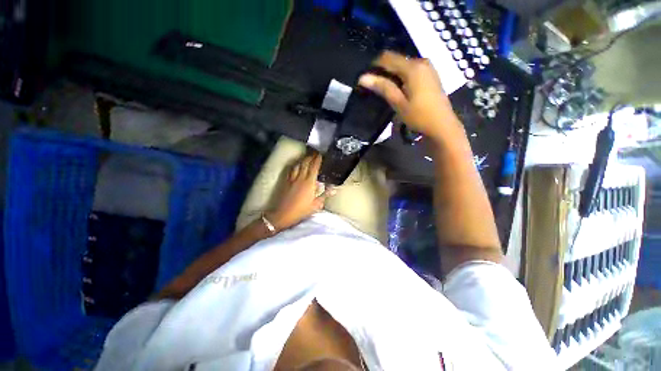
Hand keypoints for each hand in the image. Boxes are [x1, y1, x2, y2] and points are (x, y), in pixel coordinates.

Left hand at [268, 153, 332, 230]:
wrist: (283, 214)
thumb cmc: (301, 210)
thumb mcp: (316, 205)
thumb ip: (325, 195)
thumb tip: (334, 189)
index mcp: (309, 183)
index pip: (314, 167)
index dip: (317, 160)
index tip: (321, 154)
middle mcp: (300, 178)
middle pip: (305, 163)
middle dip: (310, 156)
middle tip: (315, 152)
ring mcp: (292, 179)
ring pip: (298, 165)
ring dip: (303, 160)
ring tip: (307, 157)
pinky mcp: (286, 182)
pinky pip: (291, 170)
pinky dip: (295, 165)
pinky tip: (296, 165)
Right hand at [358, 51, 460, 141]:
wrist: (442, 125)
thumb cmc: (419, 116)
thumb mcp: (398, 103)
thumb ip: (382, 87)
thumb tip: (362, 77)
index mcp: (413, 67)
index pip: (388, 57)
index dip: (374, 66)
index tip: (366, 79)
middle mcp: (421, 61)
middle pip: (396, 60)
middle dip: (383, 71)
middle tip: (374, 87)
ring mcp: (428, 68)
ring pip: (404, 65)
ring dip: (392, 75)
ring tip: (385, 90)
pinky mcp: (430, 75)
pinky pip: (411, 70)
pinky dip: (402, 77)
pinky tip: (399, 90)